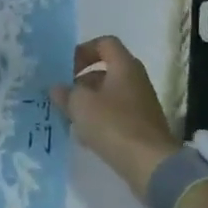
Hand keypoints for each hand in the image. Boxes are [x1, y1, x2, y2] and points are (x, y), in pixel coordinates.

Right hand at [51, 36, 178, 198]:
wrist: (150, 164)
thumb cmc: (113, 124)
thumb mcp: (80, 105)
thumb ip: (66, 93)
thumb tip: (57, 88)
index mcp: (124, 66)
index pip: (105, 43)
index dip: (83, 50)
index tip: (66, 67)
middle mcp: (136, 80)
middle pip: (106, 70)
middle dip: (82, 80)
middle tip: (64, 94)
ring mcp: (141, 104)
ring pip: (109, 95)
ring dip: (89, 102)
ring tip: (69, 116)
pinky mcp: (141, 127)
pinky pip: (116, 115)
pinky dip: (99, 120)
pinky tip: (84, 136)